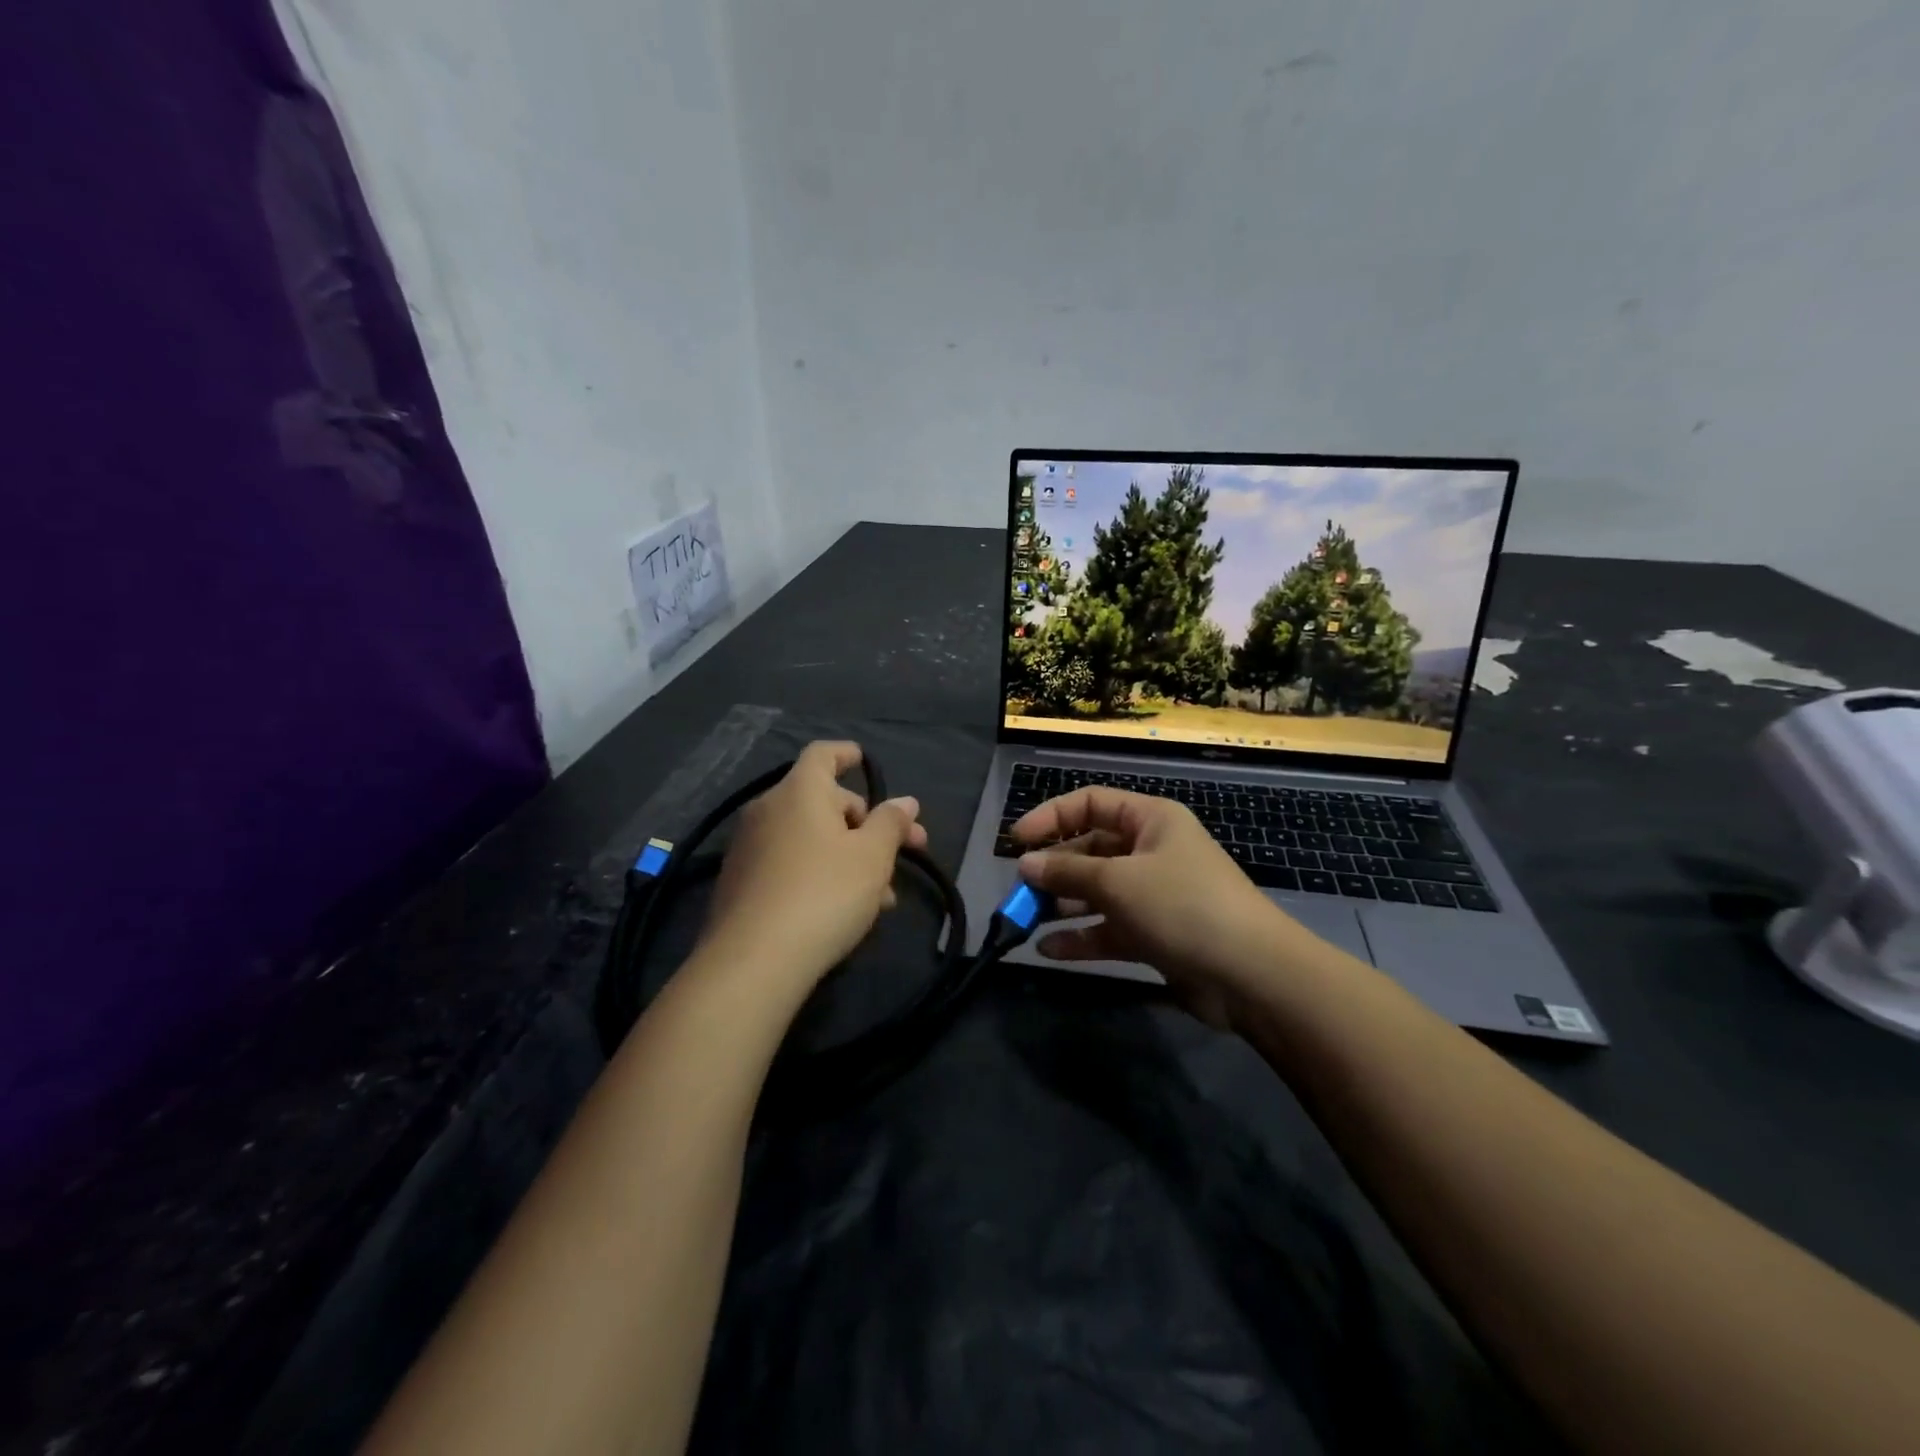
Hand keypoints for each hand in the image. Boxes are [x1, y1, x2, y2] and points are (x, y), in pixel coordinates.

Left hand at [701, 741, 927, 991]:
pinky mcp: (740, 882)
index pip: (822, 754)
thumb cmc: (824, 893)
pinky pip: (789, 863)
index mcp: (799, 791)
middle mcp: (768, 809)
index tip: (863, 760)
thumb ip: (891, 824)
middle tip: (902, 851)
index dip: (846, 753)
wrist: (753, 961)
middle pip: (822, 800)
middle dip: (865, 822)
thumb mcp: (872, 857)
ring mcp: (748, 847)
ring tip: (883, 896)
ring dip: (848, 855)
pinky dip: (819, 872)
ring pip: (810, 838)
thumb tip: (905, 802)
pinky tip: (844, 909)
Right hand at [1012, 788, 1304, 1028]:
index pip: (1090, 803)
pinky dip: (1081, 937)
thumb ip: (1067, 871)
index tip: (1017, 841)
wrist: (1251, 975)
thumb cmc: (1182, 906)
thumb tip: (1025, 864)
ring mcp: (1154, 895)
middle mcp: (1151, 851)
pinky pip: (1109, 928)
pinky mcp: (1155, 934)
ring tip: (1026, 921)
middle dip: (1054, 869)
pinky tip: (1048, 950)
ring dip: (1063, 905)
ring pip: (1097, 892)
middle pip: (1091, 850)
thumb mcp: (1118, 881)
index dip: (1051, 817)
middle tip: (1020, 890)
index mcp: (1150, 820)